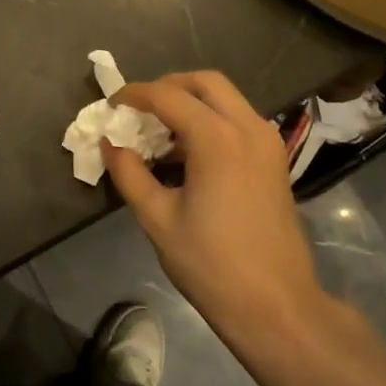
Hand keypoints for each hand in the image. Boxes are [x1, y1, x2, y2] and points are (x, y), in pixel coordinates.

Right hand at [103, 71, 322, 329]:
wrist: (274, 304)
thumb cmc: (210, 264)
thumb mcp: (158, 219)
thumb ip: (130, 173)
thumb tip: (110, 144)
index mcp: (217, 138)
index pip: (168, 96)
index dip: (135, 95)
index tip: (111, 106)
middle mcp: (248, 128)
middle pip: (205, 82)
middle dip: (168, 87)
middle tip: (139, 110)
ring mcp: (267, 142)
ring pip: (226, 98)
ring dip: (191, 103)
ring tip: (159, 133)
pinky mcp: (275, 160)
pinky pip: (239, 120)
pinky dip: (211, 120)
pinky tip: (188, 153)